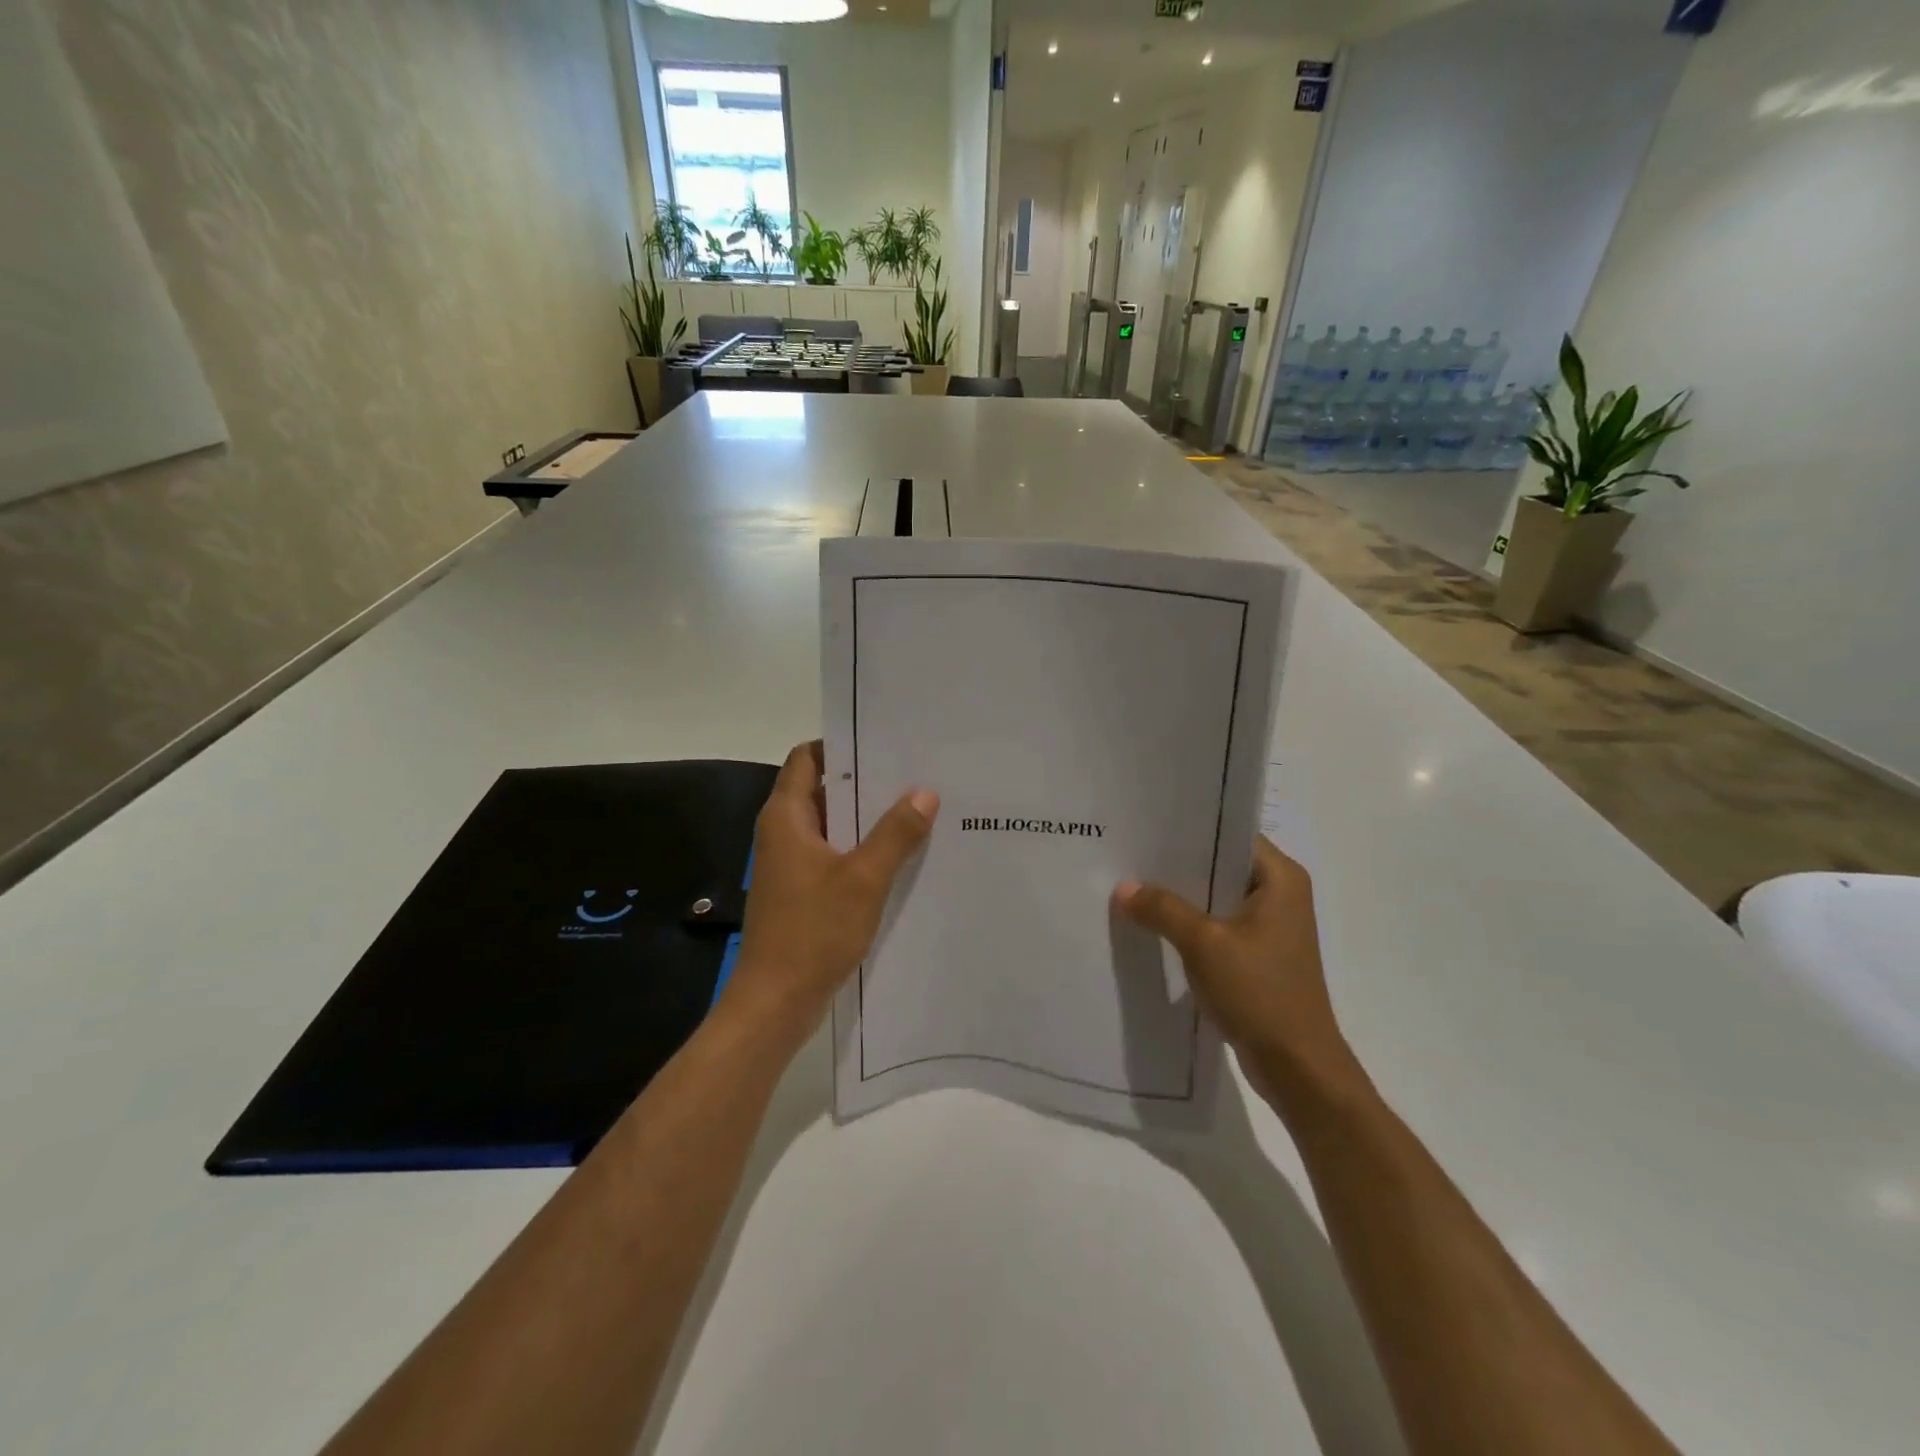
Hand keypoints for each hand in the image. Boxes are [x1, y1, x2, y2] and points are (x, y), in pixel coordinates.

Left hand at [726, 741, 938, 1043]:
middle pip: (823, 789)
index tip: (883, 743)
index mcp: (786, 817)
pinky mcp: (801, 891)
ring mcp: (791, 864)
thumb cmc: (813, 931)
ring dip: (867, 819)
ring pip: (832, 825)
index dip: (841, 745)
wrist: (776, 1001)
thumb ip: (895, 833)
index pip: (807, 758)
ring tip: (917, 810)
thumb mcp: (864, 878)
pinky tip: (900, 856)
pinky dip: (861, 850)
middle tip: (914, 774)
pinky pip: (834, 856)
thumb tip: (924, 792)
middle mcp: (783, 832)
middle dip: (865, 782)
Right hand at [1115, 837, 1366, 1108]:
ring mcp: (1268, 927)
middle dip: (1175, 864)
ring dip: (1179, 898)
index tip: (1145, 824)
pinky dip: (1188, 925)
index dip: (1188, 827)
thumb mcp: (1204, 944)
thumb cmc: (1259, 992)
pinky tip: (1150, 925)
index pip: (1229, 833)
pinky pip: (1216, 926)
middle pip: (1218, 865)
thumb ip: (1162, 909)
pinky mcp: (1256, 955)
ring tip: (1130, 885)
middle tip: (1127, 853)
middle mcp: (1279, 894)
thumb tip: (1123, 888)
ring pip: (1214, 897)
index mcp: (1279, 878)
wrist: (1297, 1067)